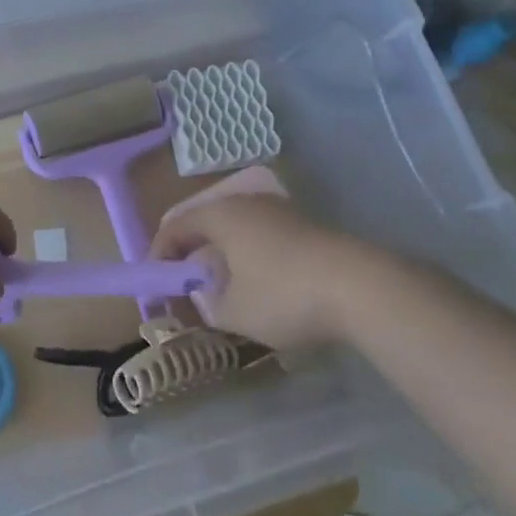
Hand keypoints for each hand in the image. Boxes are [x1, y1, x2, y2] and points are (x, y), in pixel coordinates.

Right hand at [151, 192, 363, 350]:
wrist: (359, 286)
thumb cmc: (284, 295)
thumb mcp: (235, 313)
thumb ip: (208, 305)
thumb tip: (205, 297)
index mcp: (220, 215)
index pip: (175, 226)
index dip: (160, 254)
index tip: (156, 284)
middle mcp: (245, 202)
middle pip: (206, 222)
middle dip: (192, 252)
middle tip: (185, 284)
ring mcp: (278, 210)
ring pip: (236, 228)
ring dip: (223, 253)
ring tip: (223, 286)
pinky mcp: (304, 224)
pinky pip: (262, 234)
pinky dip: (250, 254)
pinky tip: (261, 282)